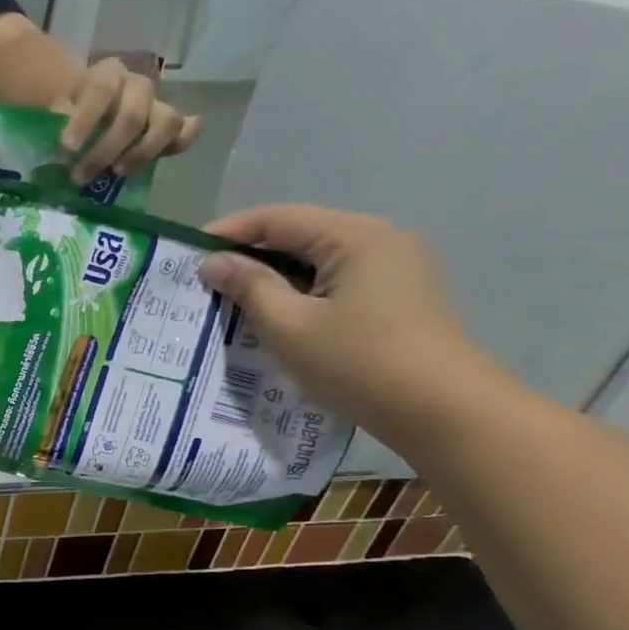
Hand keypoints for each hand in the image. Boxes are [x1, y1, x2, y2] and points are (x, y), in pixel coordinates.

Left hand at [56, 57, 200, 183]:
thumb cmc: (68, 109)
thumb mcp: (56, 107)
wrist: (86, 102)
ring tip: (117, 172)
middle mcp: (136, 86)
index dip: (85, 119)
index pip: (100, 90)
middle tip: (80, 176)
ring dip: (142, 152)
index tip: (67, 148)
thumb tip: (59, 133)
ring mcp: (156, 104)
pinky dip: (179, 143)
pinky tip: (163, 158)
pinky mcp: (167, 123)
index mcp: (107, 75)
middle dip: (106, 150)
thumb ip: (56, 118)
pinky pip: (184, 130)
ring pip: (167, 122)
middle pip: (132, 115)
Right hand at [197, 205, 493, 440]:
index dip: (228, 232)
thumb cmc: (357, 363)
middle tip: (205, 281)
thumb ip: (249, 287)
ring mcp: (394, 266)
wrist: (441, 410)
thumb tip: (213, 262)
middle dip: (249, 254)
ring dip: (273, 275)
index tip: (187, 255)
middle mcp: (379, 239)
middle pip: (299, 234)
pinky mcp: (398, 294)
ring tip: (232, 300)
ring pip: (316, 259)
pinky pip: (335, 279)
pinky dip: (300, 290)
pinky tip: (275, 314)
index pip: (277, 219)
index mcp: (354, 236)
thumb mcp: (289, 326)